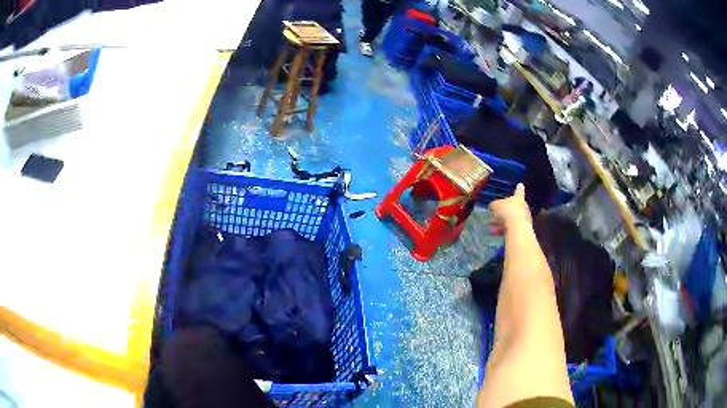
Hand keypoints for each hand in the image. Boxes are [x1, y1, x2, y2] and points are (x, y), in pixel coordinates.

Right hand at [490, 184, 531, 234]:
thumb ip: (494, 204)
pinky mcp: (522, 230)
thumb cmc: (507, 212)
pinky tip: (494, 233)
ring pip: (511, 219)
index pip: (519, 191)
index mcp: (518, 198)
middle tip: (495, 213)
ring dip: (501, 222)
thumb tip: (494, 205)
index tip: (520, 184)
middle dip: (504, 210)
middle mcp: (523, 207)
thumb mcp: (496, 205)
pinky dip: (503, 230)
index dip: (519, 188)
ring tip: (491, 225)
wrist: (517, 228)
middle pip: (513, 207)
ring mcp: (524, 219)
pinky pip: (511, 228)